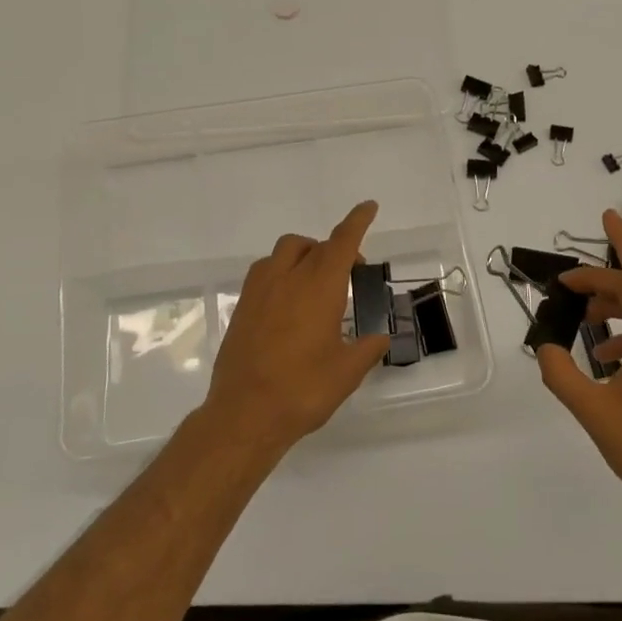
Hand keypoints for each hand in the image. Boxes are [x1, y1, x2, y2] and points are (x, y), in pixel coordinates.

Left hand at [200, 201, 390, 455]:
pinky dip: (282, 272)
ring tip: (316, 281)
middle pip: (313, 245)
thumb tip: (379, 338)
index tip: (368, 206)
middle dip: (334, 249)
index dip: (357, 221)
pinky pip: (265, 272)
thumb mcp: (347, 372)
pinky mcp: (242, 307)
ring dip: (304, 255)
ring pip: (284, 252)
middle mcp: (288, 278)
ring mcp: (260, 291)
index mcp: (319, 287)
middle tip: (351, 272)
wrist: (244, 414)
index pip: (342, 242)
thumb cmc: (303, 390)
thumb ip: (367, 349)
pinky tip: (289, 302)